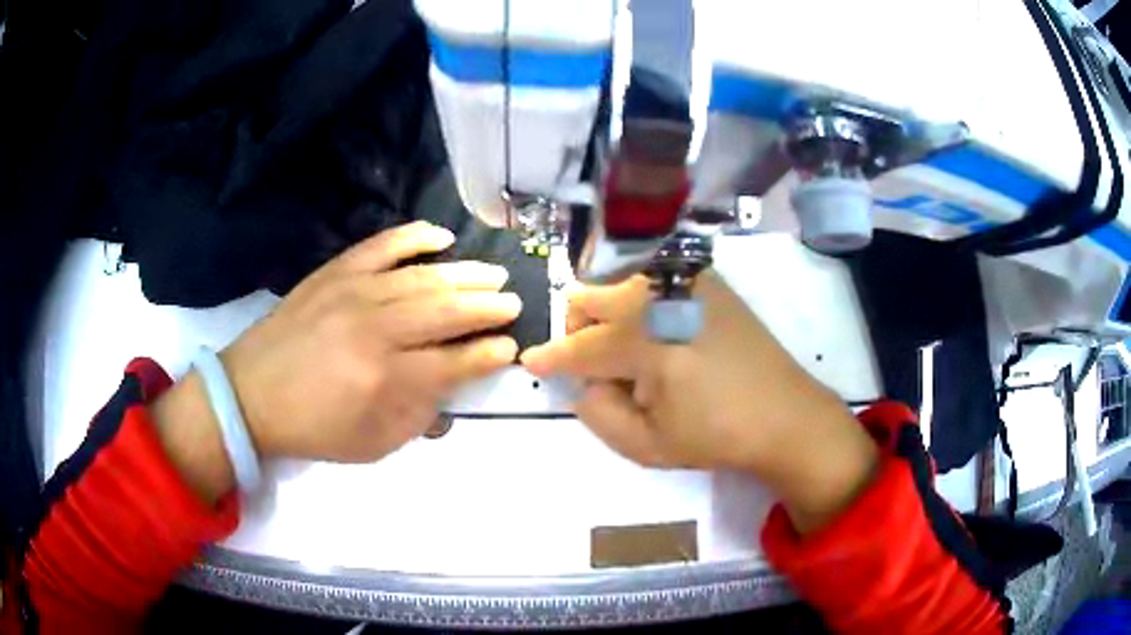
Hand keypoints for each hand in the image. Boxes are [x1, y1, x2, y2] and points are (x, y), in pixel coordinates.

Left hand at [221, 221, 520, 461]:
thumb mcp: (372, 445)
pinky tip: (441, 237)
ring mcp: (354, 292)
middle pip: (447, 311)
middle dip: (488, 308)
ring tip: (494, 275)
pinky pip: (382, 246)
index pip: (455, 362)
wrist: (251, 394)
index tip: (511, 348)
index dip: (489, 354)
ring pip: (423, 278)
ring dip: (465, 275)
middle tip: (513, 304)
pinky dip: (415, 237)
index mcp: (385, 380)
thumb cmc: (313, 427)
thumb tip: (452, 388)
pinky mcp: (334, 272)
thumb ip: (419, 418)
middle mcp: (376, 329)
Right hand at [521, 273, 877, 532]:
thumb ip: (599, 414)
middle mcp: (661, 299)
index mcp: (648, 345)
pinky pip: (651, 278)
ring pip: (617, 283)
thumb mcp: (647, 447)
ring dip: (608, 314)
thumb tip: (582, 383)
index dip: (550, 358)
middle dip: (578, 330)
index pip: (580, 348)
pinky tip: (661, 330)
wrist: (784, 413)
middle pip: (589, 297)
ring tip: (632, 350)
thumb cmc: (716, 436)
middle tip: (596, 365)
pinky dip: (639, 301)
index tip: (532, 361)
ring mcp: (686, 282)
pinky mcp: (706, 279)